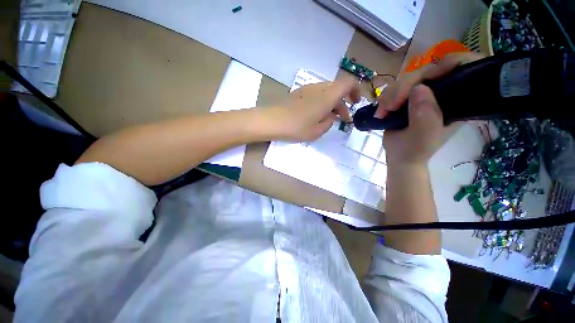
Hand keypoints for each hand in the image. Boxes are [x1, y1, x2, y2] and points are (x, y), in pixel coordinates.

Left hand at [264, 77, 359, 141]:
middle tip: (344, 120)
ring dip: (332, 104)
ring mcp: (308, 89)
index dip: (356, 90)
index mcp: (327, 96)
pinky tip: (317, 115)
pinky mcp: (299, 93)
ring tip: (330, 120)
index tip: (356, 103)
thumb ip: (329, 122)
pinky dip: (322, 103)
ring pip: (327, 92)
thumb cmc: (296, 127)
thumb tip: (331, 116)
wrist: (272, 121)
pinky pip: (317, 94)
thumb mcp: (317, 131)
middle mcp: (319, 88)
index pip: (348, 83)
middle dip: (343, 103)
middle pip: (338, 89)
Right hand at [378, 52, 484, 165]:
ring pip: (407, 78)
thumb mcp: (422, 137)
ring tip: (383, 112)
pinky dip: (385, 98)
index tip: (428, 78)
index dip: (449, 64)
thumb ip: (425, 115)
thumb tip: (419, 88)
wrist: (399, 156)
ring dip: (391, 95)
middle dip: (406, 86)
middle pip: (428, 71)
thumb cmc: (414, 150)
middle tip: (390, 106)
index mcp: (457, 101)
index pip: (463, 69)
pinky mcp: (406, 97)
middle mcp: (442, 92)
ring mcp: (423, 94)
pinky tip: (381, 111)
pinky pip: (395, 88)